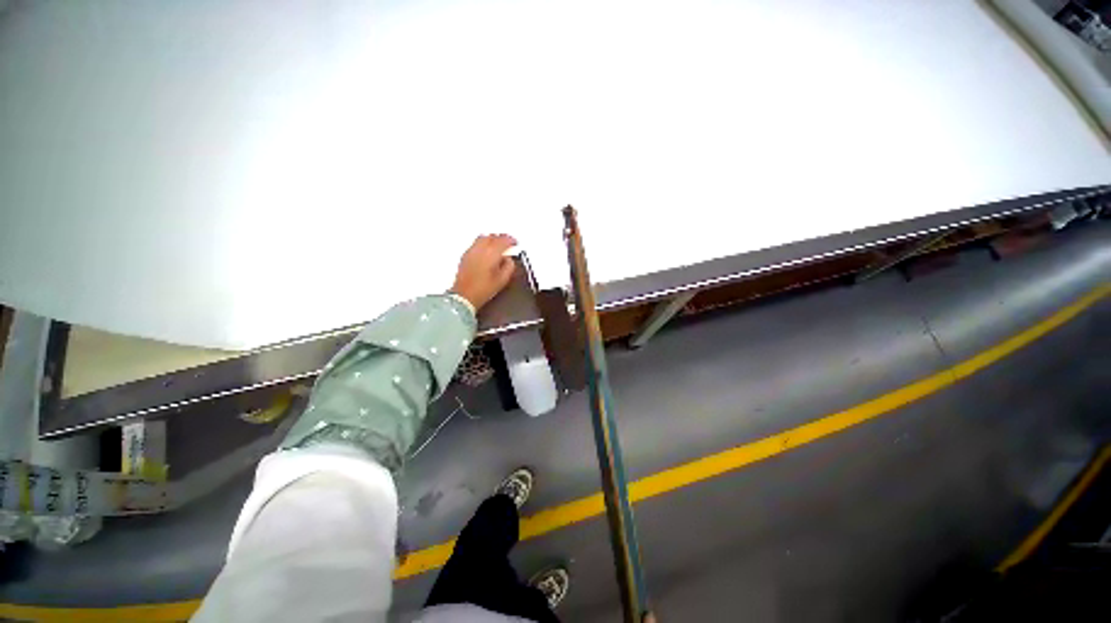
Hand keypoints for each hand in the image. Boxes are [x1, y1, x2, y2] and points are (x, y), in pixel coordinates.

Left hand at [451, 234, 517, 311]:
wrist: (465, 296)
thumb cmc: (482, 289)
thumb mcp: (503, 280)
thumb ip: (509, 266)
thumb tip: (509, 260)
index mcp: (492, 253)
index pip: (503, 240)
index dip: (511, 240)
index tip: (515, 243)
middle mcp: (480, 249)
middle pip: (492, 236)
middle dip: (501, 238)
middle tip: (507, 242)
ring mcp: (471, 251)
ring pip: (483, 238)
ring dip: (491, 239)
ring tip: (497, 245)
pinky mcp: (465, 256)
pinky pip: (475, 244)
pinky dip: (483, 244)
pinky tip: (486, 251)